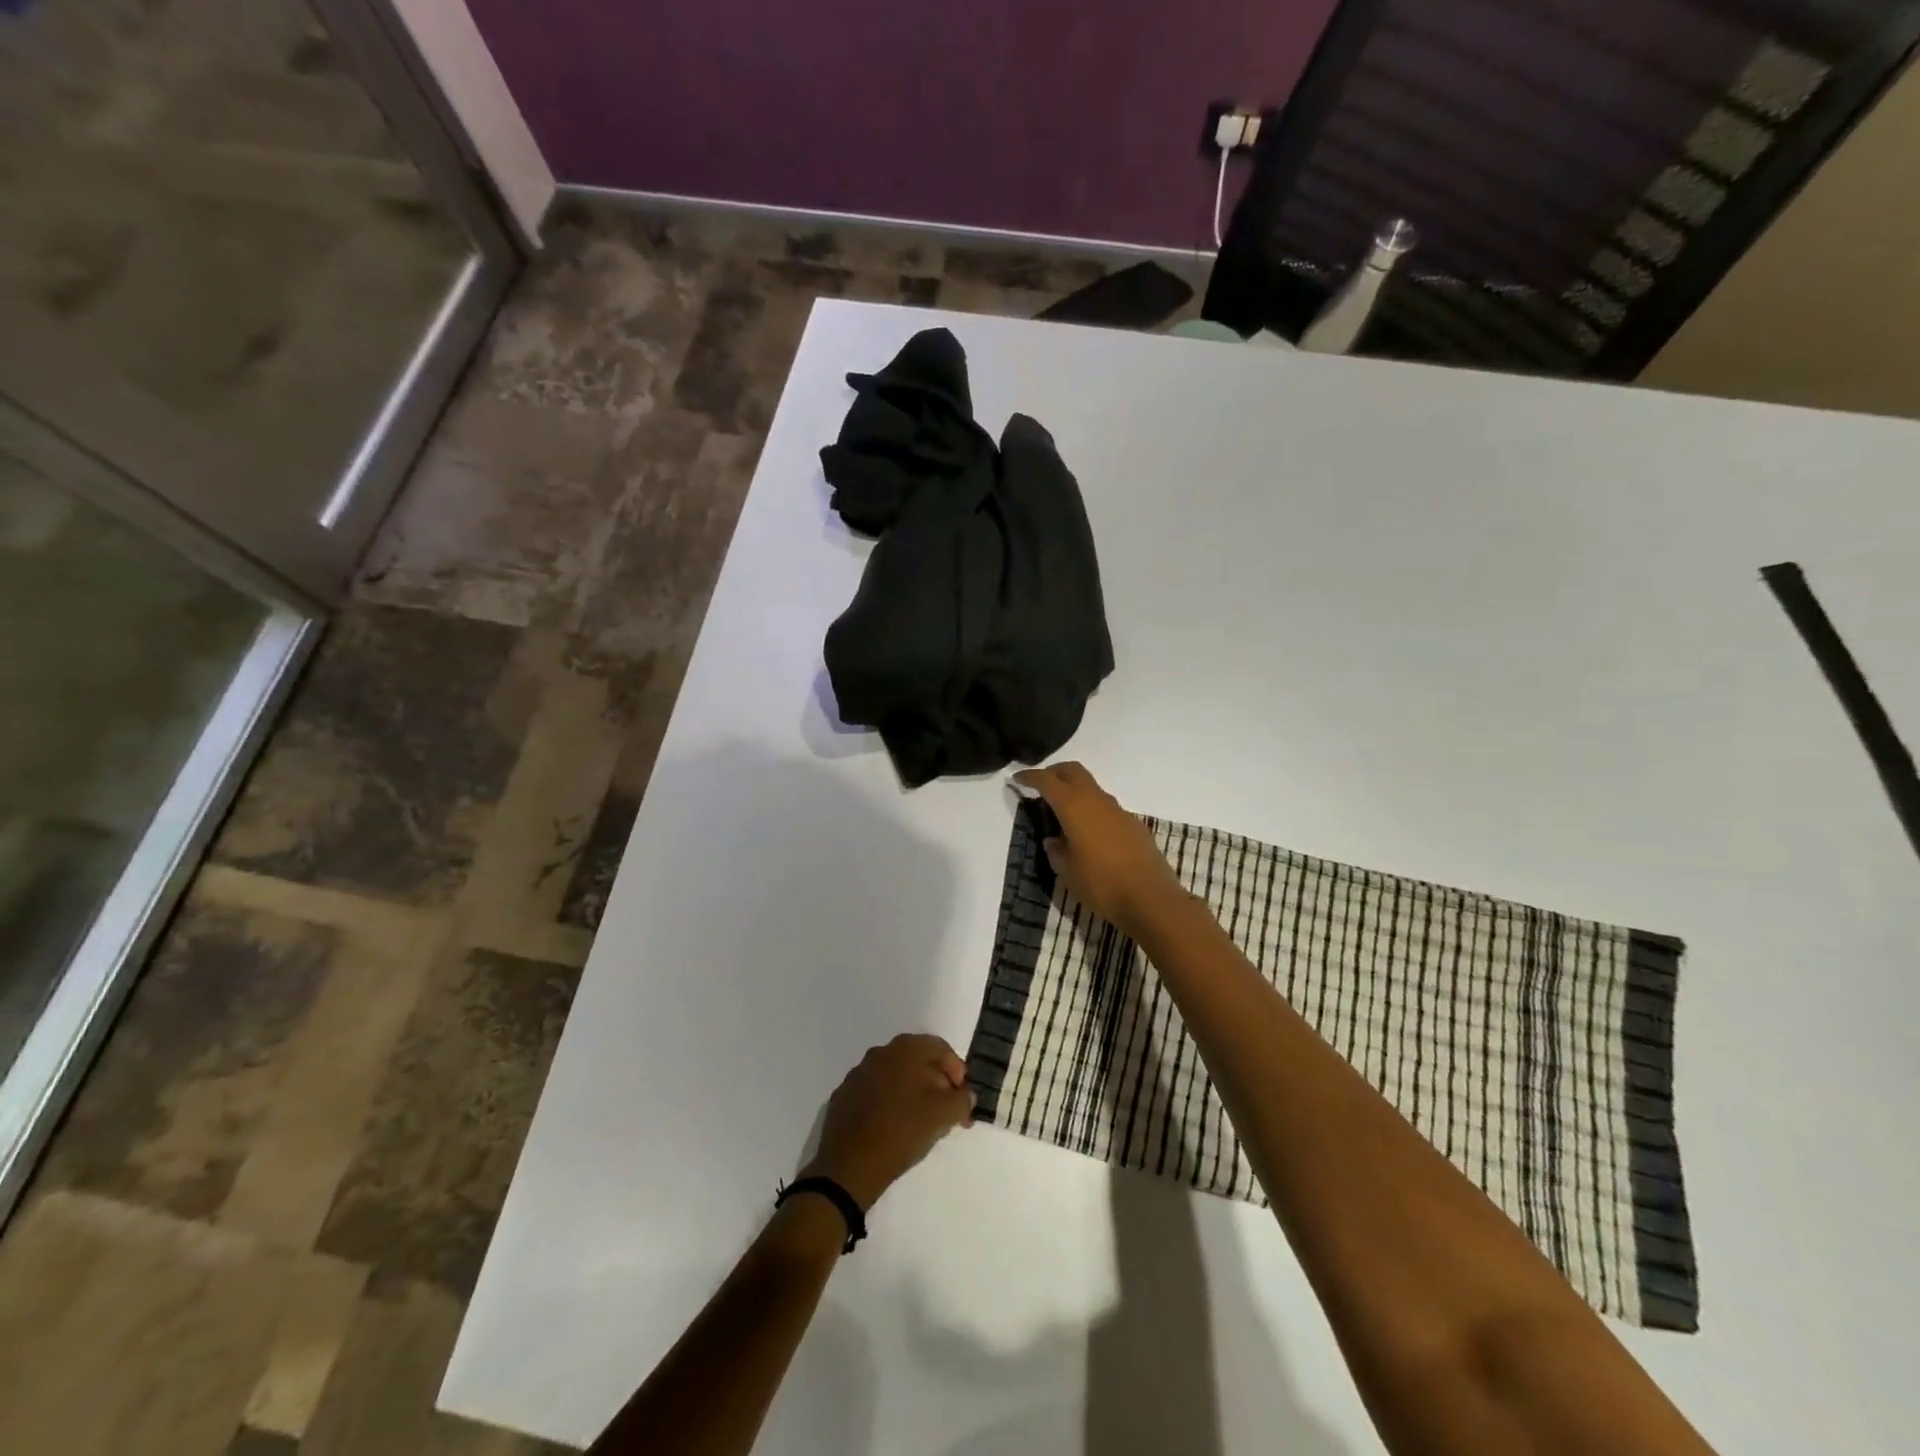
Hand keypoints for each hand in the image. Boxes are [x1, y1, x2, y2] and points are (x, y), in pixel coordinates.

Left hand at [803, 1034, 974, 1208]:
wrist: (849, 1165)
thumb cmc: (902, 1130)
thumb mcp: (943, 1115)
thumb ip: (961, 1100)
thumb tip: (965, 1094)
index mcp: (905, 1049)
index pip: (940, 1049)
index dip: (957, 1072)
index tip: (963, 1099)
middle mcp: (881, 1052)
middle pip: (918, 1060)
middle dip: (937, 1083)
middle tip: (947, 1111)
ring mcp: (858, 1073)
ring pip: (896, 1076)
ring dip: (913, 1092)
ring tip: (922, 1122)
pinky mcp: (844, 1095)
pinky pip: (875, 1092)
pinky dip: (889, 1103)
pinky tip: (894, 1126)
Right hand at [1013, 762, 1193, 940]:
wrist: (1152, 900)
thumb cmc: (1102, 886)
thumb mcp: (1068, 873)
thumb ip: (1056, 851)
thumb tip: (1053, 840)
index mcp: (1075, 808)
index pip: (1048, 781)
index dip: (1031, 776)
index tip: (1018, 779)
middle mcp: (1097, 801)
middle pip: (1073, 771)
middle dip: (1055, 772)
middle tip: (1041, 784)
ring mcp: (1119, 811)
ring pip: (1092, 788)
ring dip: (1075, 791)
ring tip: (1063, 812)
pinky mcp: (1134, 824)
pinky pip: (1106, 807)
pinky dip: (1092, 809)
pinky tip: (1089, 832)